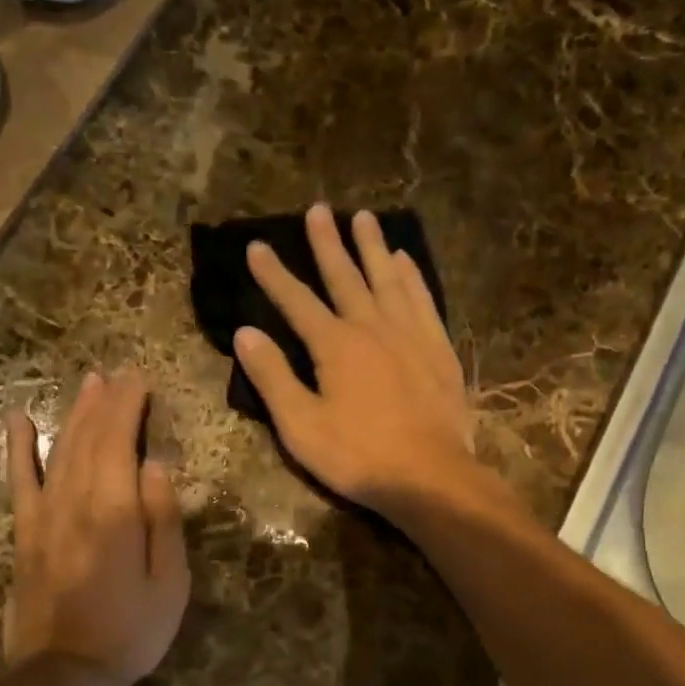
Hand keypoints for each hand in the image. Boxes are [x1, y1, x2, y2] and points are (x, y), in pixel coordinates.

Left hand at [3, 371, 189, 685]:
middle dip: (105, 402)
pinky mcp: (24, 534)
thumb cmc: (132, 630)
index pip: (120, 442)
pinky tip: (16, 420)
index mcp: (115, 511)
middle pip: (89, 439)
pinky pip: (19, 481)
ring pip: (59, 451)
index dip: (129, 406)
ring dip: (74, 414)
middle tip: (118, 374)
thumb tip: (156, 465)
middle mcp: (75, 502)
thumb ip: (163, 519)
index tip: (140, 378)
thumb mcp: (170, 581)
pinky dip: (18, 448)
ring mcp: (44, 516)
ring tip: (88, 384)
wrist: (64, 673)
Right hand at [234, 205, 475, 510]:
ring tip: (363, 216)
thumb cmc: (358, 456)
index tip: (257, 245)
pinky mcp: (438, 349)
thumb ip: (273, 377)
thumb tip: (246, 333)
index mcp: (335, 345)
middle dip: (327, 243)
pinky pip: (423, 299)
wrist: (430, 475)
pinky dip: (412, 276)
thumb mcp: (301, 426)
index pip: (296, 300)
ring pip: (387, 278)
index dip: (274, 274)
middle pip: (345, 276)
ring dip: (372, 247)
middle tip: (318, 209)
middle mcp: (372, 327)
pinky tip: (405, 260)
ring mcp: (410, 334)